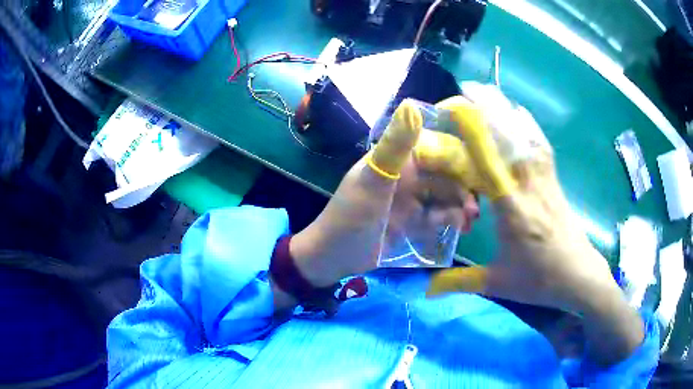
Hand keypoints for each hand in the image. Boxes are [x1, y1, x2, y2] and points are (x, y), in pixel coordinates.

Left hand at [289, 99, 478, 287]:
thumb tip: (411, 104)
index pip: (436, 149)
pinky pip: (436, 216)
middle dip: (463, 189)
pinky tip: (457, 229)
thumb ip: (395, 146)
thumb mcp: (373, 181)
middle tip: (475, 209)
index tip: (481, 173)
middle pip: (444, 175)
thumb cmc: (351, 216)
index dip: (459, 158)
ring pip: (444, 196)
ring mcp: (409, 199)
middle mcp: (406, 175)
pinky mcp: (411, 220)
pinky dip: (448, 220)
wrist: (333, 257)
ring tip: (468, 223)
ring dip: (458, 206)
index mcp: (397, 159)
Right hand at [423, 85, 643, 364]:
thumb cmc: (540, 281)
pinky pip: (542, 145)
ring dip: (508, 110)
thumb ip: (461, 282)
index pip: (491, 163)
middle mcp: (530, 188)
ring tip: (490, 92)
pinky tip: (521, 113)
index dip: (474, 132)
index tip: (457, 108)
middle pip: (511, 138)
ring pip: (528, 135)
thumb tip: (425, 290)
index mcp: (513, 212)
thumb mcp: (498, 284)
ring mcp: (546, 181)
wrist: (580, 276)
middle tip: (469, 87)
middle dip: (490, 107)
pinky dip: (530, 124)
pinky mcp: (555, 181)